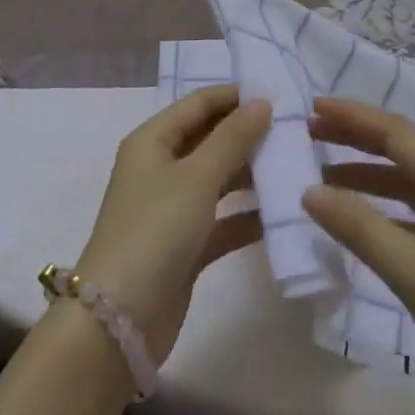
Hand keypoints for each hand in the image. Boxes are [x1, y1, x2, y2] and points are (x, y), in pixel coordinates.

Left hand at [76, 85, 270, 362]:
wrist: (119, 320)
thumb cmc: (155, 230)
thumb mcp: (196, 177)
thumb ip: (232, 138)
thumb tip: (262, 102)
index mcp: (152, 141)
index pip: (198, 104)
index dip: (235, 96)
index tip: (279, 93)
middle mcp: (160, 168)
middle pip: (209, 139)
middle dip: (248, 133)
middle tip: (295, 130)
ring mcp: (173, 208)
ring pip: (219, 179)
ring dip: (252, 173)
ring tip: (295, 165)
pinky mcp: (186, 245)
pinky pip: (223, 220)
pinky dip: (248, 216)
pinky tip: (283, 214)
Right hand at [301, 97, 414, 414]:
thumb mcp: (414, 272)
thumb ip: (360, 227)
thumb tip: (308, 190)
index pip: (396, 132)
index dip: (353, 116)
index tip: (311, 106)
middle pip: (402, 151)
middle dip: (356, 138)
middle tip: (311, 133)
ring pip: (408, 184)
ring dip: (367, 175)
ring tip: (324, 178)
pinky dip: (383, 210)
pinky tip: (362, 225)